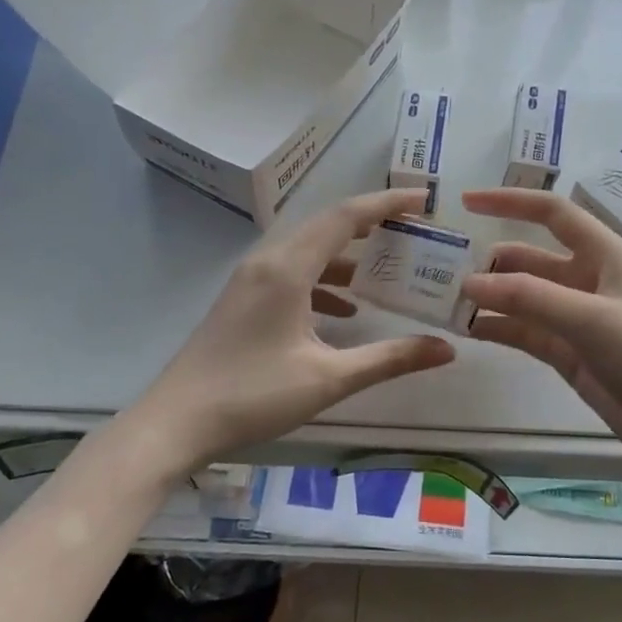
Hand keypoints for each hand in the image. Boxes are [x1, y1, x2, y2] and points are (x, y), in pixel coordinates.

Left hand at [136, 189, 456, 465]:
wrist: (176, 422)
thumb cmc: (253, 395)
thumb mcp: (329, 378)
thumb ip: (390, 358)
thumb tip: (446, 349)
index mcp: (288, 268)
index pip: (345, 216)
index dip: (387, 204)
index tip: (424, 199)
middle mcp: (268, 261)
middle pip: (327, 226)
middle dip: (372, 226)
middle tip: (414, 232)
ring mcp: (251, 280)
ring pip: (308, 251)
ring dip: (348, 256)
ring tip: (388, 273)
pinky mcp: (243, 299)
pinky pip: (292, 274)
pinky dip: (324, 282)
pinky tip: (345, 312)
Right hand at [460, 188, 621, 487]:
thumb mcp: (590, 318)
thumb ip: (528, 297)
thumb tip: (468, 283)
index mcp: (605, 254)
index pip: (552, 213)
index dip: (511, 202)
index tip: (465, 203)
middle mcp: (589, 278)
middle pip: (530, 257)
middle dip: (491, 262)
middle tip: (443, 271)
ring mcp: (577, 317)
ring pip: (523, 296)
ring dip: (490, 297)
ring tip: (445, 302)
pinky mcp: (568, 352)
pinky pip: (524, 330)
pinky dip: (498, 327)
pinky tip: (467, 330)